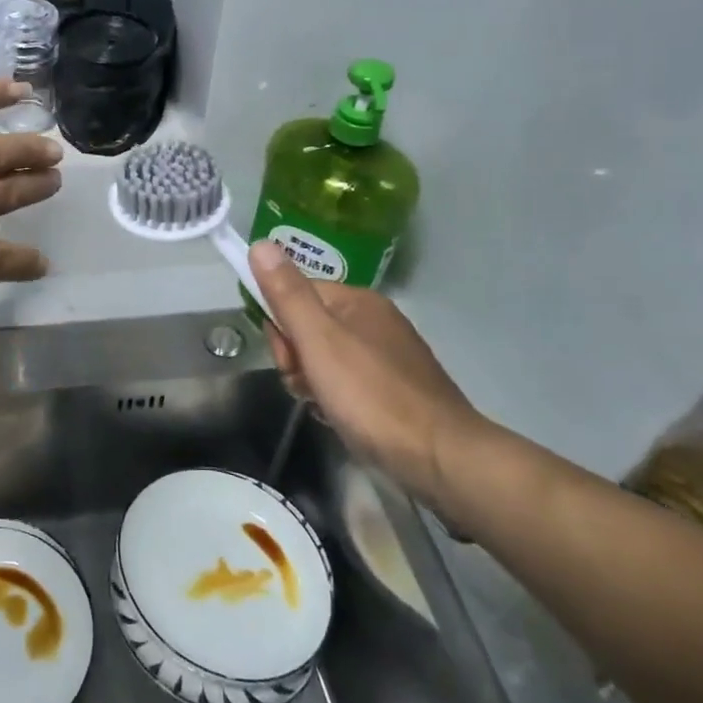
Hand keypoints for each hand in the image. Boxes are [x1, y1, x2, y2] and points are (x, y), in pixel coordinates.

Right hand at [248, 242, 482, 510]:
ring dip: (312, 381)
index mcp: (357, 301)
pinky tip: (339, 417)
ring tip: (323, 406)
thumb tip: (261, 244)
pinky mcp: (397, 389)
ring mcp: (389, 356)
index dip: (280, 326)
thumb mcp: (318, 340)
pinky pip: (348, 382)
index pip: (296, 294)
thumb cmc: (371, 395)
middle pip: (310, 327)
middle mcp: (375, 320)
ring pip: (326, 358)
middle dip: (296, 357)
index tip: (287, 358)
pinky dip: (336, 398)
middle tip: (305, 385)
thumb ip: (287, 294)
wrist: (441, 458)